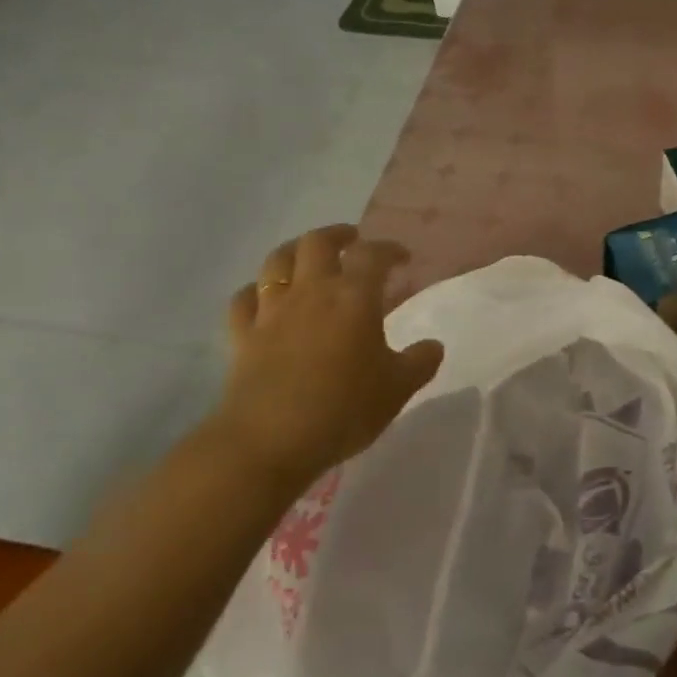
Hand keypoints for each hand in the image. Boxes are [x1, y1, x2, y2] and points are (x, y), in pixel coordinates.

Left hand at [211, 225, 442, 496]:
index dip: (389, 249)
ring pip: (277, 261)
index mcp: (354, 297)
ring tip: (308, 257)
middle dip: (338, 235)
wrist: (269, 441)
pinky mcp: (243, 335)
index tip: (402, 258)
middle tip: (353, 241)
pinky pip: (244, 299)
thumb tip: (433, 346)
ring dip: (295, 251)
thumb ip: (420, 362)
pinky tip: (264, 297)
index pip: (372, 254)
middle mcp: (311, 292)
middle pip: (318, 243)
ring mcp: (271, 311)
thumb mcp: (398, 389)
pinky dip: (256, 291)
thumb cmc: (343, 410)